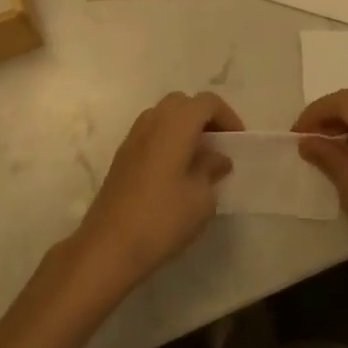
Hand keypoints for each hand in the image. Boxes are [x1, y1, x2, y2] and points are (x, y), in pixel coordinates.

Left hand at [70, 92, 242, 295]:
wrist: (109, 244)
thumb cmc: (163, 218)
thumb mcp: (201, 198)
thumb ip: (211, 169)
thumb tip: (216, 157)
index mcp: (175, 124)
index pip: (206, 102)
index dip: (227, 116)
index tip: (238, 141)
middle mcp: (152, 121)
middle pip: (183, 103)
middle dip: (204, 117)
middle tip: (219, 145)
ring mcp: (133, 137)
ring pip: (164, 116)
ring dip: (184, 128)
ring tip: (199, 159)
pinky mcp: (122, 155)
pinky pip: (151, 133)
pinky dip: (168, 140)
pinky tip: (176, 171)